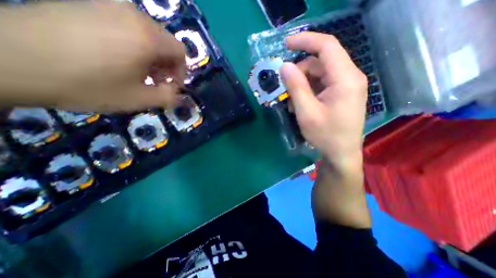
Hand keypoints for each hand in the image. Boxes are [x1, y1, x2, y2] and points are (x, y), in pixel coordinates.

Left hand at [0, 1, 184, 111]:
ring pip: (149, 35)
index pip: (181, 52)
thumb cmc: (88, 84)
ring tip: (137, 72)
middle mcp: (133, 15)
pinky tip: (119, 59)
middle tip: (154, 81)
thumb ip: (168, 97)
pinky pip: (128, 26)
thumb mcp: (139, 99)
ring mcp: (109, 6)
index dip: (180, 71)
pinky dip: (135, 45)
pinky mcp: (90, 4)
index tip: (170, 85)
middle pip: (166, 42)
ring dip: (152, 56)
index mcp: (148, 38)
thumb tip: (178, 94)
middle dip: (167, 65)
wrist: (4, 58)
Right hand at [279, 32, 367, 168]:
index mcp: (345, 79)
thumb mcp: (306, 112)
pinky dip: (308, 90)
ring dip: (302, 84)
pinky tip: (301, 104)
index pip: (326, 46)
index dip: (305, 41)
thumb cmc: (325, 135)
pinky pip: (322, 84)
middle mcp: (350, 77)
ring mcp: (346, 86)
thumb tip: (284, 66)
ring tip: (292, 102)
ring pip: (319, 73)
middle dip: (300, 72)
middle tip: (285, 89)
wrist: (341, 153)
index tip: (286, 44)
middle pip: (320, 62)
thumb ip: (295, 87)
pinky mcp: (341, 93)